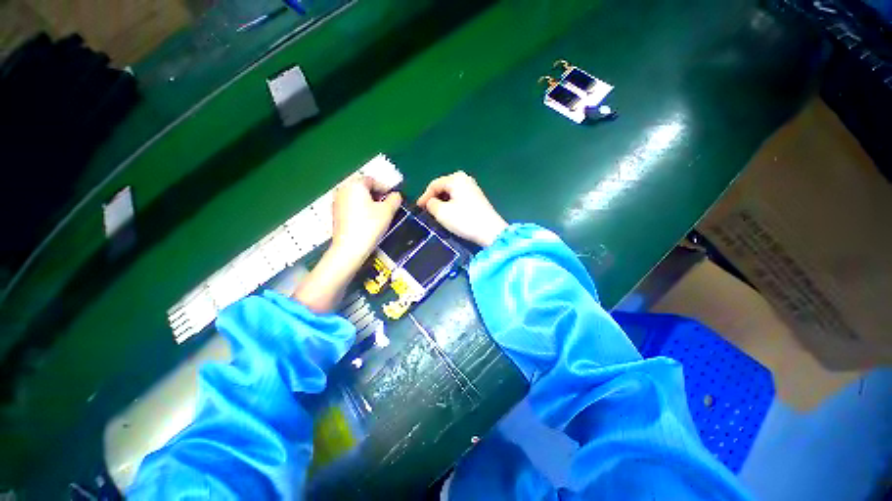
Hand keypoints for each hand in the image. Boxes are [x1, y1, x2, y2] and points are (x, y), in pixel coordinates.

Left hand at [294, 176, 400, 312]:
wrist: (349, 248)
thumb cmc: (370, 226)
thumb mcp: (387, 211)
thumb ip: (394, 199)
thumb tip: (396, 195)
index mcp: (355, 184)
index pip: (372, 180)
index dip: (385, 188)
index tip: (394, 198)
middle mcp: (343, 189)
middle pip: (362, 187)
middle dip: (376, 194)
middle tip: (387, 205)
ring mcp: (337, 202)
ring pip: (356, 196)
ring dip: (368, 201)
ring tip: (379, 213)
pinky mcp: (335, 214)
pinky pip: (350, 205)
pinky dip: (360, 208)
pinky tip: (367, 220)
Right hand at [417, 171, 507, 246]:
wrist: (490, 231)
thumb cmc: (464, 220)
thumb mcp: (442, 212)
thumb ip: (431, 204)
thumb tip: (430, 202)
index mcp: (456, 179)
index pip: (434, 185)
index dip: (424, 196)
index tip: (418, 208)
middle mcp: (465, 179)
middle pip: (443, 187)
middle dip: (433, 198)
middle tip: (426, 211)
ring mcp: (472, 188)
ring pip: (451, 193)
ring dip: (442, 202)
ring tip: (436, 214)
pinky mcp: (477, 198)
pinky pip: (459, 197)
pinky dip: (451, 204)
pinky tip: (449, 214)